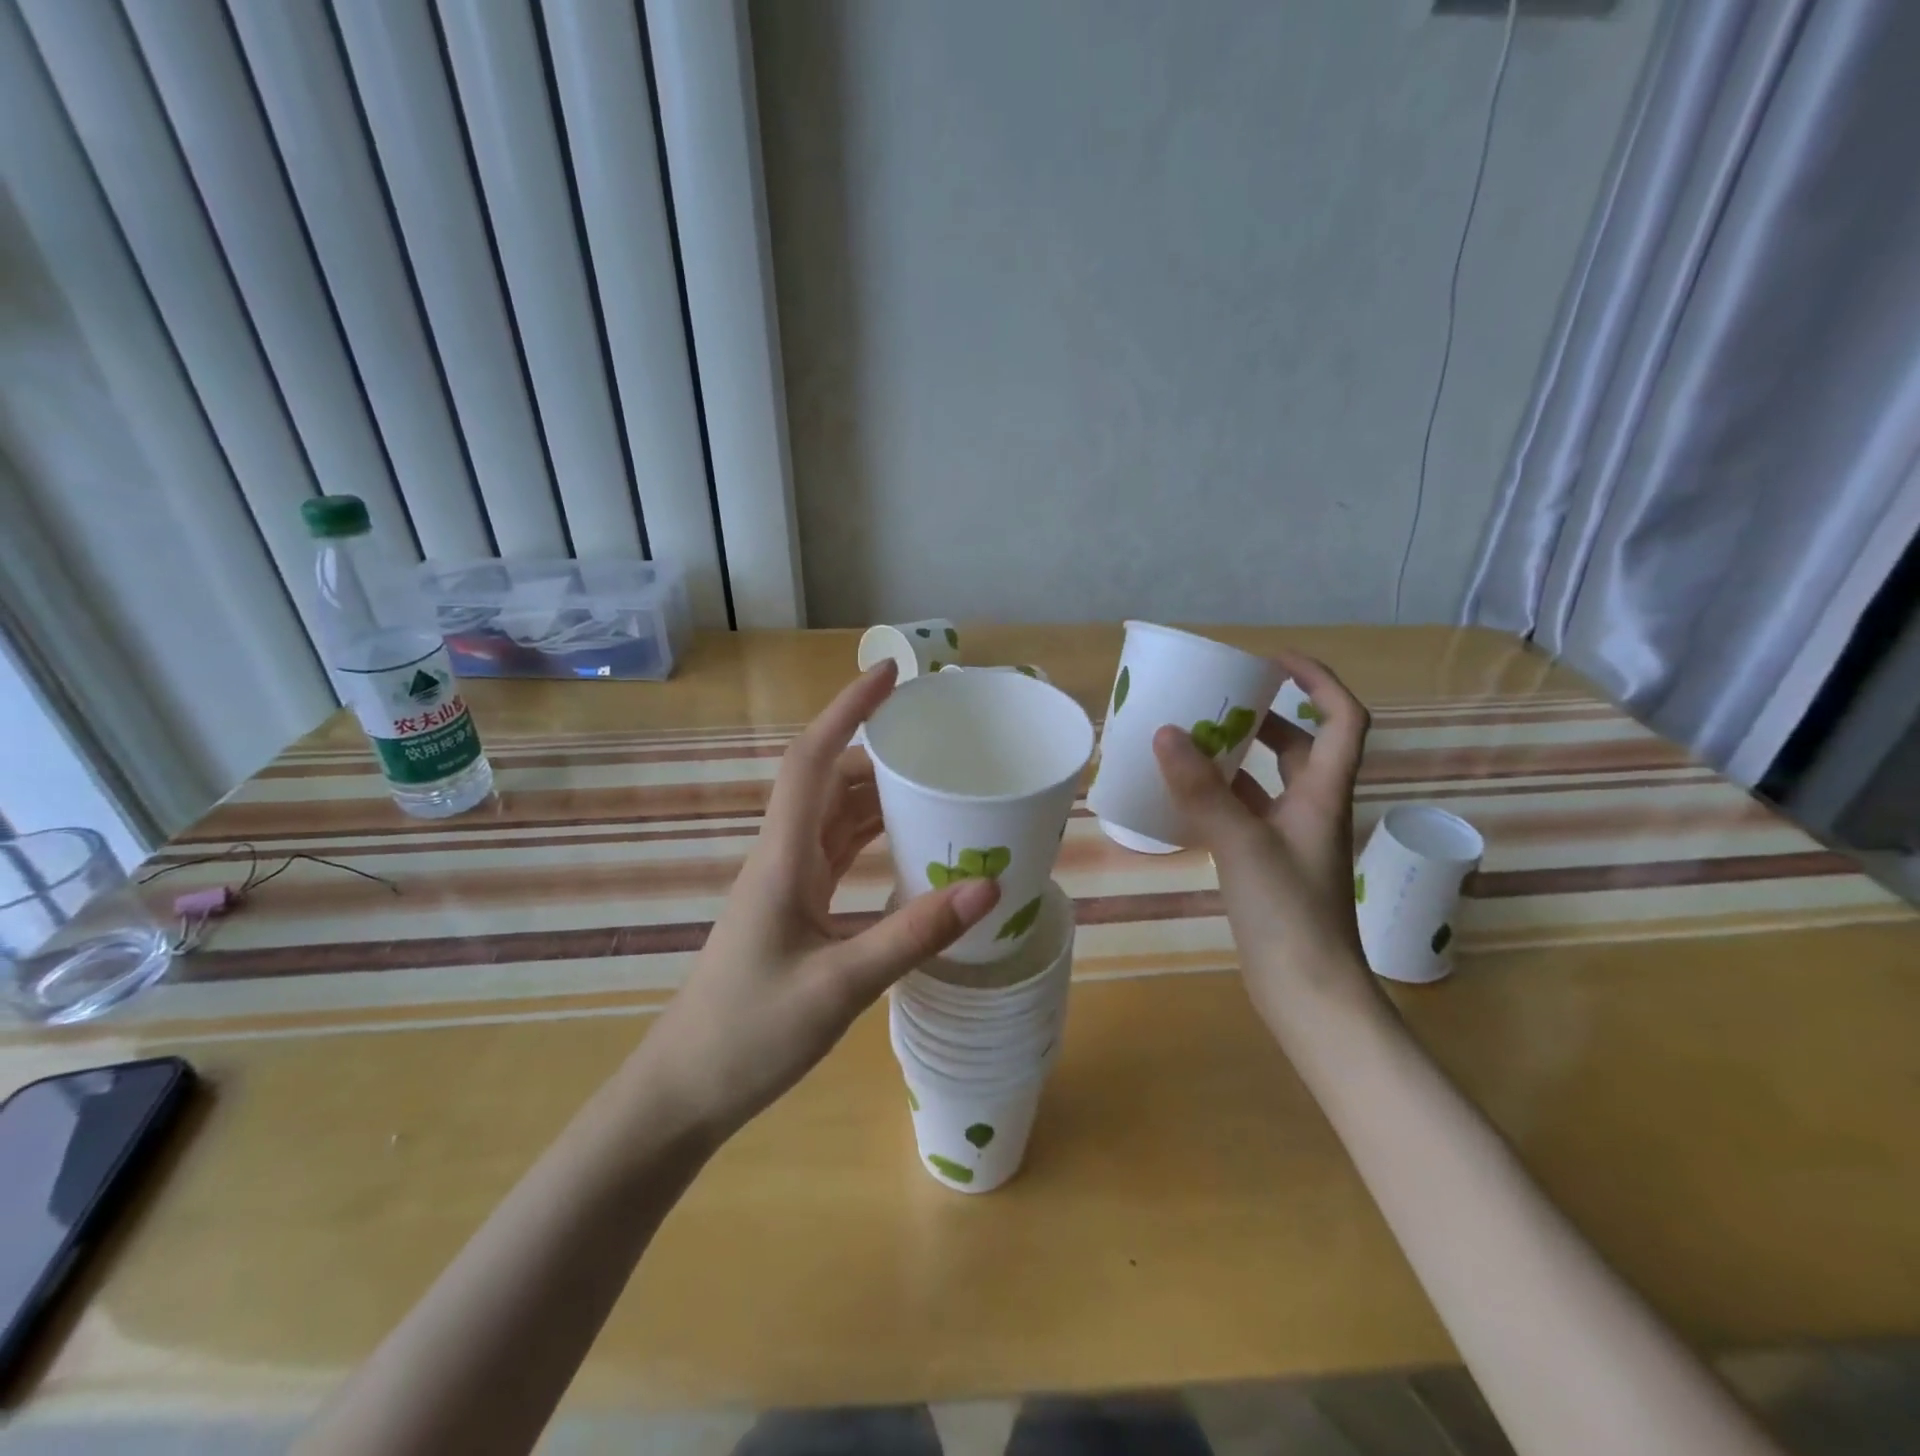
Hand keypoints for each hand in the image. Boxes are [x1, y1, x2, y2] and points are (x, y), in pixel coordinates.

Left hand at [639, 663, 999, 1141]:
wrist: (685, 1091)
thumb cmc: (749, 1034)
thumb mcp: (841, 986)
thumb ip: (914, 935)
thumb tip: (989, 884)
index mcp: (784, 857)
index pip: (813, 759)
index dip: (848, 710)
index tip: (890, 674)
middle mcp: (783, 857)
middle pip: (828, 780)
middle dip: (878, 752)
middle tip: (938, 744)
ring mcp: (787, 884)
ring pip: (834, 816)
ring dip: (878, 795)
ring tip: (935, 787)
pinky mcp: (795, 910)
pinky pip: (837, 853)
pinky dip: (872, 837)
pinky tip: (908, 847)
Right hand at [1152, 652, 1374, 1031]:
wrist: (1308, 993)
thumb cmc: (1289, 914)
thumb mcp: (1241, 844)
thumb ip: (1202, 790)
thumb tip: (1166, 732)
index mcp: (1323, 794)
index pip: (1342, 719)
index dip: (1318, 681)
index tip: (1273, 661)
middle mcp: (1313, 809)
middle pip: (1302, 746)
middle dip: (1267, 716)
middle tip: (1219, 701)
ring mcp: (1291, 840)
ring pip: (1270, 781)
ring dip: (1239, 757)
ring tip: (1193, 741)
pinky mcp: (1269, 865)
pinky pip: (1247, 813)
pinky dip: (1221, 797)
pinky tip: (1185, 797)